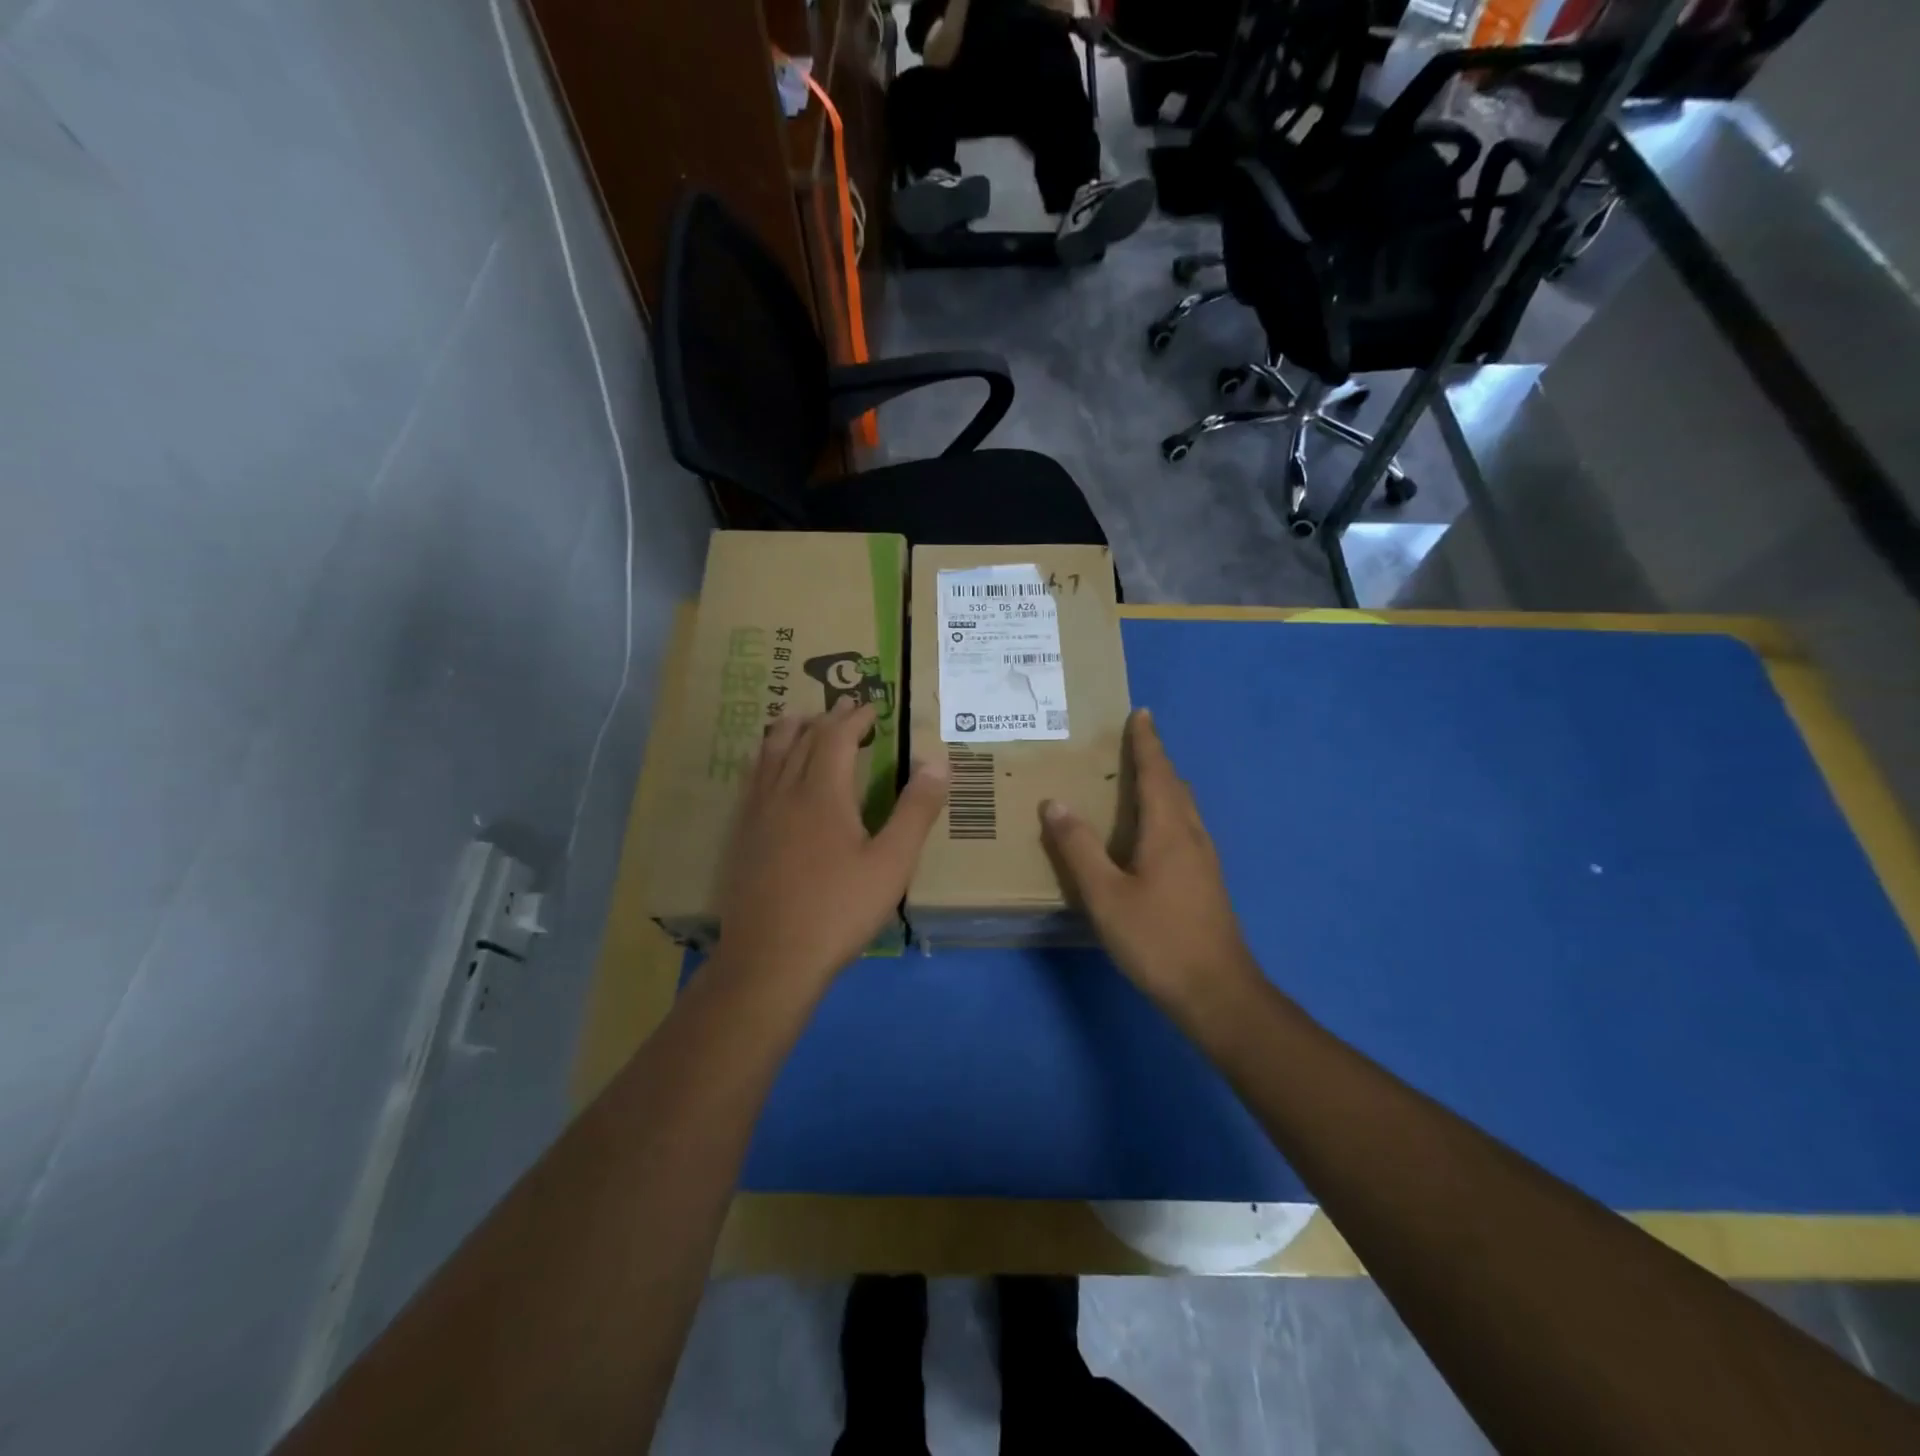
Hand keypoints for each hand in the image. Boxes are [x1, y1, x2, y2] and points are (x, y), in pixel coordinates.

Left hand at [715, 700, 946, 994]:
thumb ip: (915, 811)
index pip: (836, 737)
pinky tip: (771, 773)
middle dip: (826, 719)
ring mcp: (757, 814)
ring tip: (801, 721)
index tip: (871, 708)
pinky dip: (768, 758)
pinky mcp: (742, 837)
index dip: (854, 718)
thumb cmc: (838, 911)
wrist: (770, 960)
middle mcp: (784, 792)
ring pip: (769, 754)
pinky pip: (754, 779)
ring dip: (790, 731)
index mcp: (821, 793)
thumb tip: (937, 761)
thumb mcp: (891, 864)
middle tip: (845, 709)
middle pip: (801, 739)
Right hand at [1040, 709, 1260, 1028]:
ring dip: (1165, 784)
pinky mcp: (1207, 881)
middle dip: (1156, 759)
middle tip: (1135, 741)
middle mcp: (1192, 836)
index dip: (1147, 742)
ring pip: (1185, 807)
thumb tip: (1054, 803)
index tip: (1141, 713)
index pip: (1156, 773)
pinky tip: (1154, 832)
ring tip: (1141, 779)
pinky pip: (1186, 828)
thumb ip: (1078, 849)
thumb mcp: (1105, 895)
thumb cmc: (1157, 939)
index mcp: (1168, 831)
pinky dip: (1169, 810)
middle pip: (1175, 785)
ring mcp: (1205, 860)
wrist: (1216, 991)